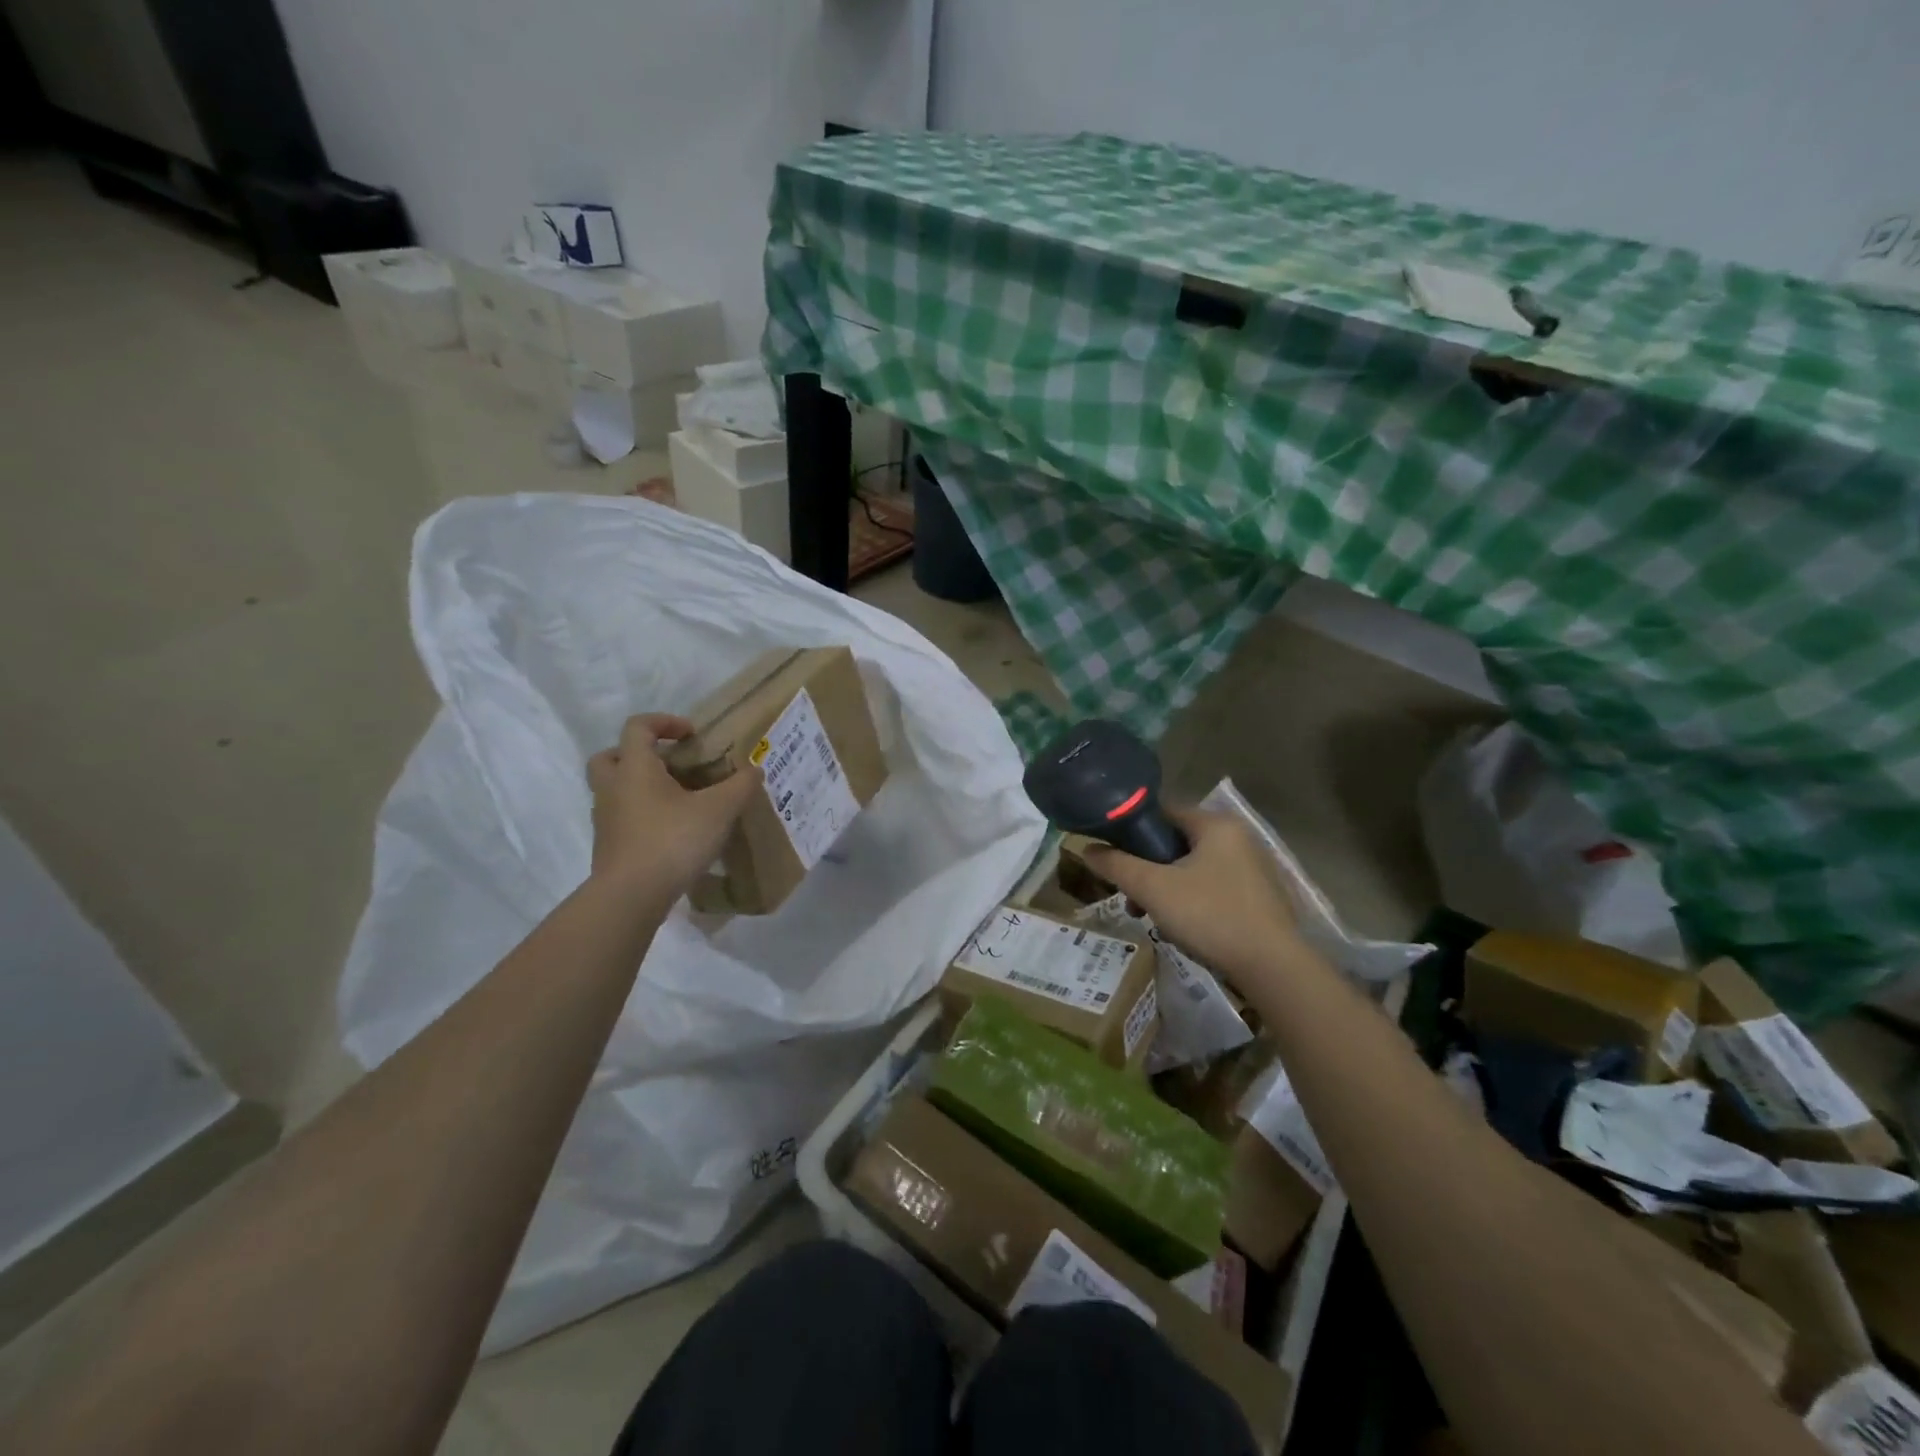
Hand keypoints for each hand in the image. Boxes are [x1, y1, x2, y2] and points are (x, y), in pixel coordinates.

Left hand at [586, 714, 762, 900]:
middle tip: (669, 764)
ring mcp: (606, 819)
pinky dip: (641, 816)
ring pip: (614, 789)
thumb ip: (740, 786)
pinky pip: (621, 818)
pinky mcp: (609, 846)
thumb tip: (755, 770)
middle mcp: (613, 788)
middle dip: (637, 753)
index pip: (638, 726)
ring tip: (677, 800)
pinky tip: (671, 831)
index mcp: (635, 768)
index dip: (664, 722)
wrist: (631, 897)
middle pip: (610, 756)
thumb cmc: (672, 840)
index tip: (691, 735)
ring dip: (639, 787)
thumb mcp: (719, 810)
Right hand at [1081, 808, 1304, 978]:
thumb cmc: (1210, 915)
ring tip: (1151, 920)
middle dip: (1147, 871)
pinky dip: (1191, 903)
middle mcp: (1238, 838)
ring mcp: (1253, 868)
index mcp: (1215, 824)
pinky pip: (1212, 888)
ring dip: (1165, 890)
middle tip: (1131, 898)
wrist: (1273, 968)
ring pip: (1192, 870)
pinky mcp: (1260, 897)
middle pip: (1175, 844)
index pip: (1162, 812)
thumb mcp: (1152, 888)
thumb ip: (1116, 865)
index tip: (1113, 858)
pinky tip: (1182, 930)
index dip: (1131, 832)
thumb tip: (1086, 848)